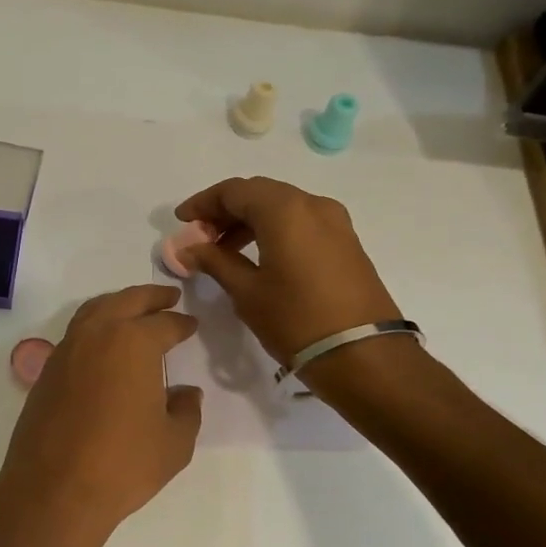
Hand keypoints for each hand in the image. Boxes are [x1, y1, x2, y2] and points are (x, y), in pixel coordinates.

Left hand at [0, 286, 202, 546]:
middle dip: (150, 296)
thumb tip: (186, 392)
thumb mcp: (174, 442)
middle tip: (168, 297)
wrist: (54, 489)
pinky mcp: (46, 371)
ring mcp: (66, 350)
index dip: (181, 323)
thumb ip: (186, 410)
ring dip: (118, 304)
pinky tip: (105, 345)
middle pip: (126, 301)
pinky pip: (76, 334)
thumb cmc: (123, 464)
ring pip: (94, 311)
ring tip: (135, 311)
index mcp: (133, 342)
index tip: (191, 325)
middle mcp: (96, 334)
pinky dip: (95, 327)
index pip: (164, 323)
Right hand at [173, 177, 403, 365]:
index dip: (203, 203)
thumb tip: (188, 248)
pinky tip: (258, 256)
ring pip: (281, 207)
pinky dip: (274, 230)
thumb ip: (214, 261)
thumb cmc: (296, 320)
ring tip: (224, 251)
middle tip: (201, 236)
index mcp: (284, 210)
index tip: (182, 221)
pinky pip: (301, 222)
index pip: (234, 191)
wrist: (364, 355)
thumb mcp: (247, 291)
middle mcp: (312, 205)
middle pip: (259, 194)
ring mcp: (334, 222)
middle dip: (226, 210)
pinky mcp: (346, 242)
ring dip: (249, 221)